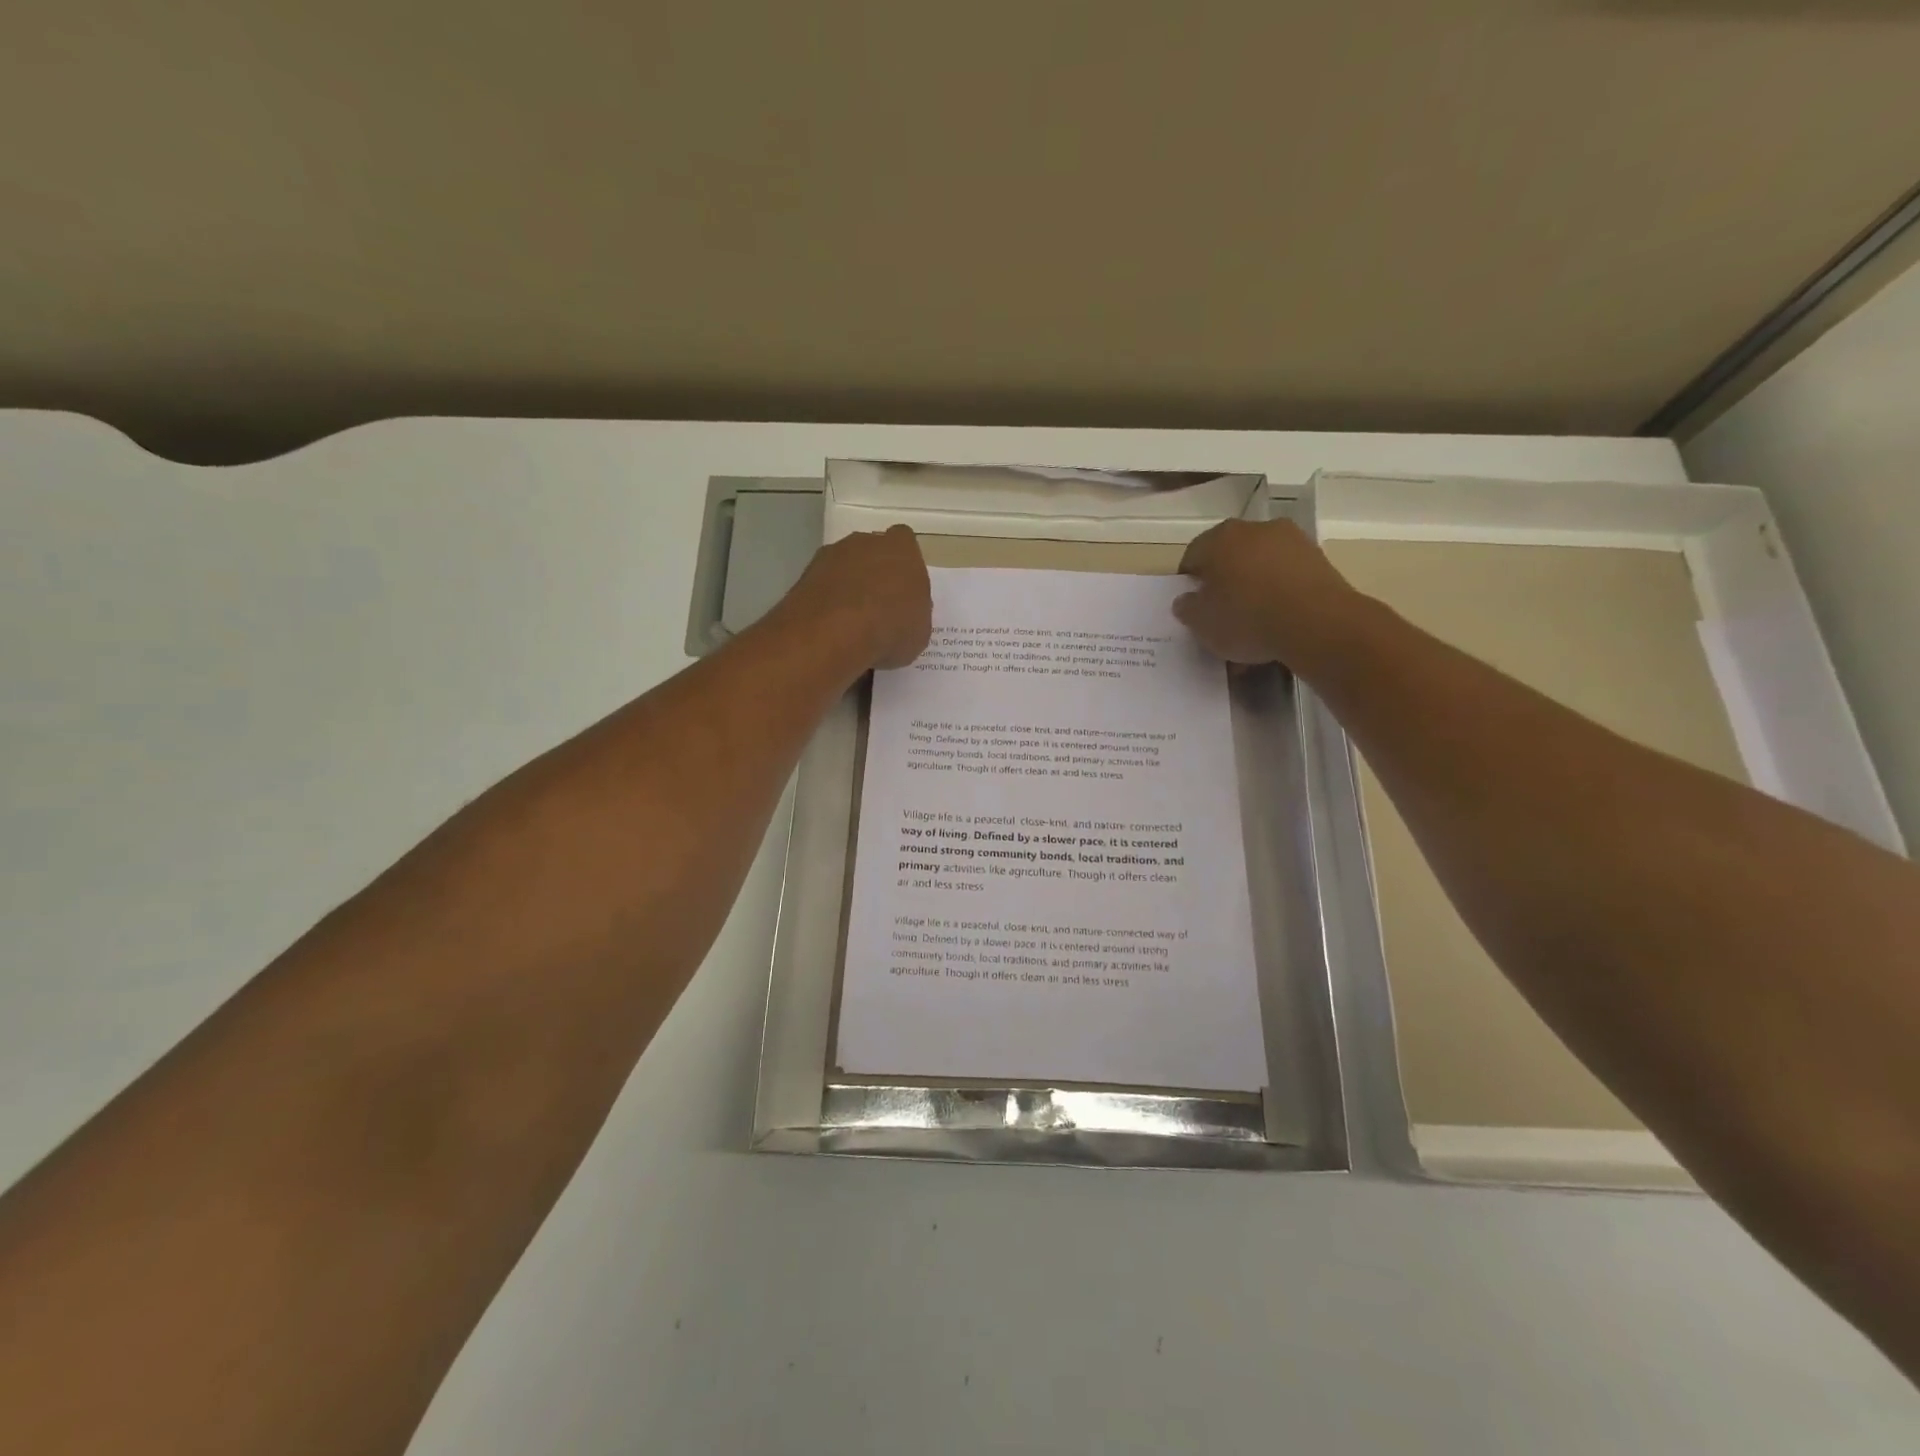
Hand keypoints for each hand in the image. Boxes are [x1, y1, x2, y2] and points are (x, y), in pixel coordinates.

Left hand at [779, 524, 931, 670]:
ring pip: (844, 566)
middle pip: (872, 551)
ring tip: (851, 621)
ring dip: (847, 586)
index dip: (904, 566)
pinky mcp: (805, 575)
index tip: (903, 590)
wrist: (833, 633)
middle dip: (874, 573)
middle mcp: (865, 543)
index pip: (905, 543)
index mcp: (902, 549)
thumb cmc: (890, 628)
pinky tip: (831, 626)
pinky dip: (826, 601)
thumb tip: (905, 614)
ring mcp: (831, 555)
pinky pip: (823, 585)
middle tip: (878, 607)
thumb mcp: (919, 630)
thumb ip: (914, 613)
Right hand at [1173, 518, 1362, 669]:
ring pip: (1260, 565)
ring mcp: (1291, 540)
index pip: (1192, 556)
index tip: (1192, 606)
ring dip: (1253, 587)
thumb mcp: (1202, 624)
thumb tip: (1187, 599)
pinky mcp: (1318, 558)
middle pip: (1229, 556)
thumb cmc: (1247, 618)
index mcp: (1219, 539)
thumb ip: (1187, 608)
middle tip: (1221, 613)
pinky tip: (1278, 622)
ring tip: (1253, 624)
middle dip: (1223, 582)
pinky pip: (1287, 576)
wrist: (1316, 623)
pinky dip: (1279, 594)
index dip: (1189, 582)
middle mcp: (1254, 529)